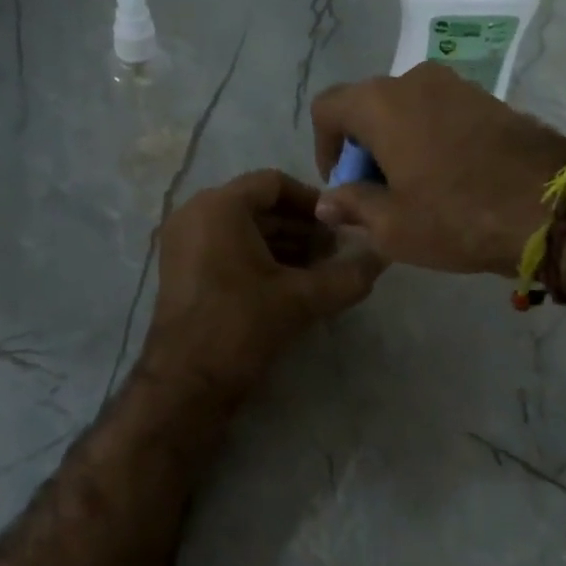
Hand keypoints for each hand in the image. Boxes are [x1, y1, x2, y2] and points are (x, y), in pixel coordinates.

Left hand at [141, 169, 384, 401]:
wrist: (186, 382)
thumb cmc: (241, 326)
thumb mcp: (302, 299)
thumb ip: (348, 275)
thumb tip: (384, 256)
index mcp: (219, 207)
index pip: (275, 183)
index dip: (313, 203)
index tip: (340, 228)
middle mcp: (195, 214)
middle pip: (259, 206)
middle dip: (301, 228)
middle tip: (336, 253)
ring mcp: (183, 242)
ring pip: (244, 229)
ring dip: (284, 245)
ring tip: (320, 272)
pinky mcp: (182, 269)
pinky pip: (227, 247)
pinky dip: (259, 258)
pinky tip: (290, 285)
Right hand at [310, 64, 565, 275]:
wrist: (553, 206)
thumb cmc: (457, 216)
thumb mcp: (392, 226)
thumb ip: (352, 206)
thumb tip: (328, 201)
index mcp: (381, 103)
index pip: (328, 108)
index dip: (324, 148)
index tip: (343, 185)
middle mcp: (415, 80)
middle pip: (368, 107)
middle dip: (362, 148)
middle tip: (376, 193)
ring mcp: (457, 85)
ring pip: (406, 110)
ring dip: (397, 144)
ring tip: (414, 190)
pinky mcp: (489, 99)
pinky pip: (440, 113)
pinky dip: (429, 139)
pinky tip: (448, 179)